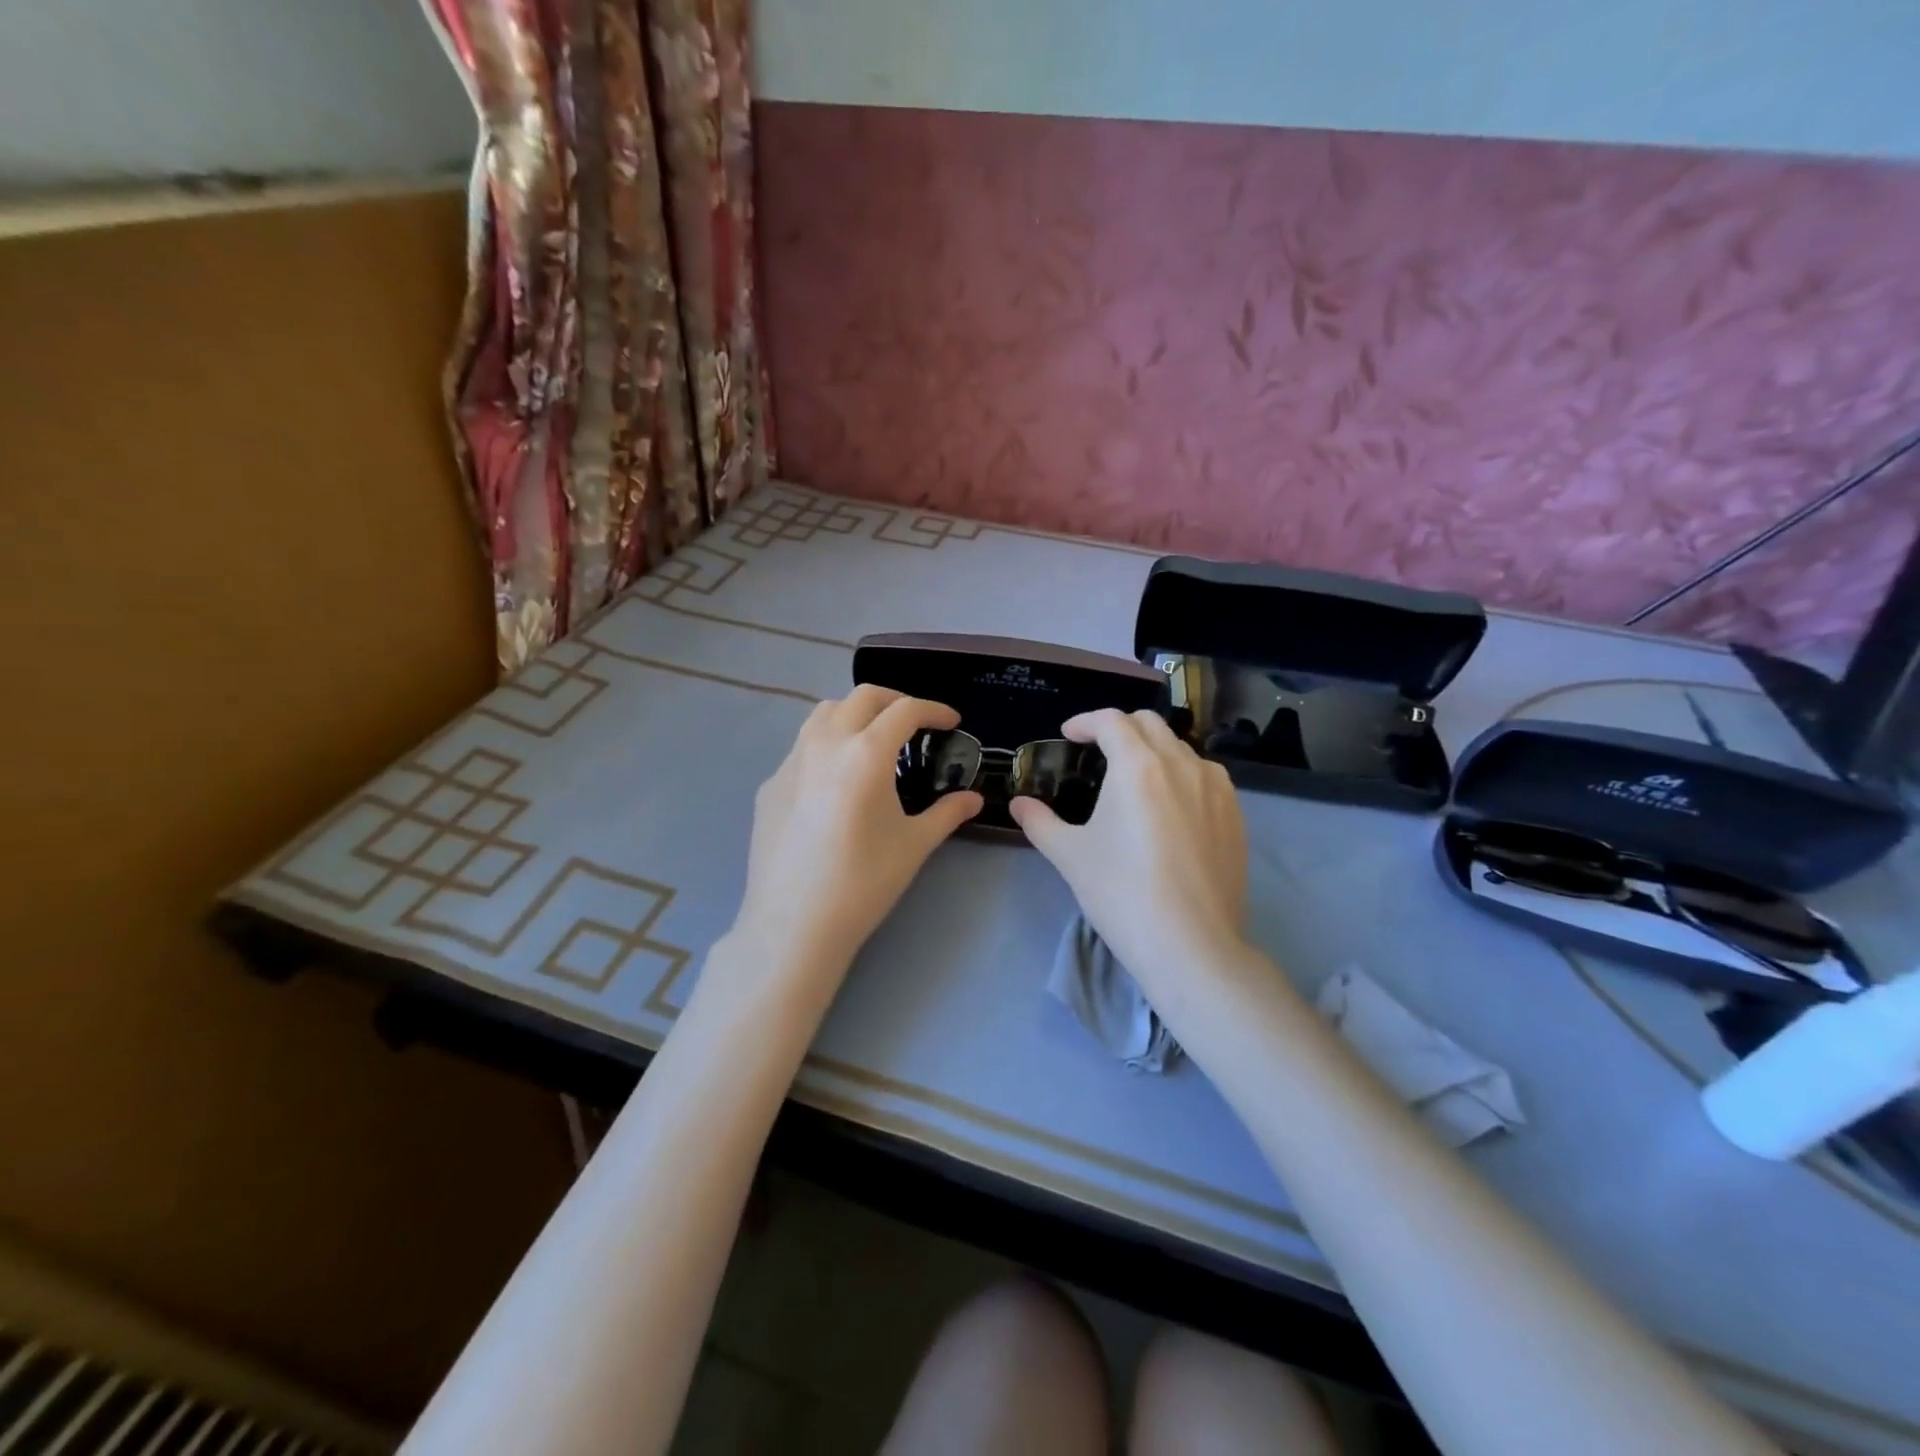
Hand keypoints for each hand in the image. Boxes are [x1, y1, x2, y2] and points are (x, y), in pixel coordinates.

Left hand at [733, 686, 982, 972]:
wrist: (793, 924)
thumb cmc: (863, 883)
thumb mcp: (914, 845)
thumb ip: (947, 813)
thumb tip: (973, 799)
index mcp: (866, 753)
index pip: (904, 711)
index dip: (933, 710)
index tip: (950, 721)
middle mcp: (825, 744)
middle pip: (861, 697)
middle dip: (894, 701)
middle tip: (915, 723)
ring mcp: (791, 762)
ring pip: (823, 713)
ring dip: (854, 713)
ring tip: (873, 740)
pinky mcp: (770, 785)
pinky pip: (802, 748)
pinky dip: (827, 745)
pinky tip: (835, 782)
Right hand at [1011, 709, 1249, 998]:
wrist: (1191, 945)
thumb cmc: (1122, 893)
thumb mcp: (1070, 856)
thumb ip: (1040, 822)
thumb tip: (1018, 804)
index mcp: (1138, 765)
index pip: (1111, 721)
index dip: (1085, 721)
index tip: (1068, 735)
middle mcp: (1181, 764)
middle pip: (1149, 724)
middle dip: (1119, 728)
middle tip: (1098, 751)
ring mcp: (1216, 788)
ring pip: (1181, 748)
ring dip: (1153, 750)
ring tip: (1136, 779)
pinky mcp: (1236, 814)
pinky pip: (1206, 776)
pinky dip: (1183, 774)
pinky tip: (1172, 805)